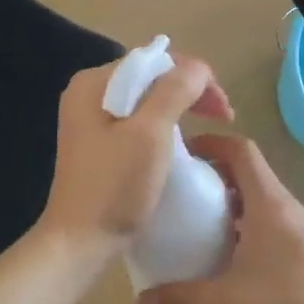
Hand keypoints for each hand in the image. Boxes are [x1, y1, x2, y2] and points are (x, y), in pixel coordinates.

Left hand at [36, 52, 231, 264]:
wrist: (79, 242)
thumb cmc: (115, 186)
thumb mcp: (150, 133)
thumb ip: (175, 91)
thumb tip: (197, 67)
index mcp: (93, 83)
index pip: (154, 61)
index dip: (194, 77)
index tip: (223, 108)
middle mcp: (86, 93)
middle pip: (149, 78)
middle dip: (189, 91)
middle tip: (223, 116)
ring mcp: (88, 119)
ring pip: (145, 100)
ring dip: (179, 108)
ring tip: (208, 125)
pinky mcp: (96, 144)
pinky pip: (136, 121)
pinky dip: (162, 125)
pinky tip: (179, 141)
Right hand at [137, 134, 303, 303]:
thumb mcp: (231, 303)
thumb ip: (183, 301)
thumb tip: (141, 301)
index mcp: (268, 202)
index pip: (240, 150)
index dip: (211, 142)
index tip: (181, 152)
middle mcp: (283, 206)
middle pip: (246, 171)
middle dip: (211, 173)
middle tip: (177, 191)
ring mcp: (296, 227)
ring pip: (256, 198)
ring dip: (226, 202)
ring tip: (193, 222)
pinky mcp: (302, 248)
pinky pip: (265, 221)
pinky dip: (241, 225)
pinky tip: (224, 256)